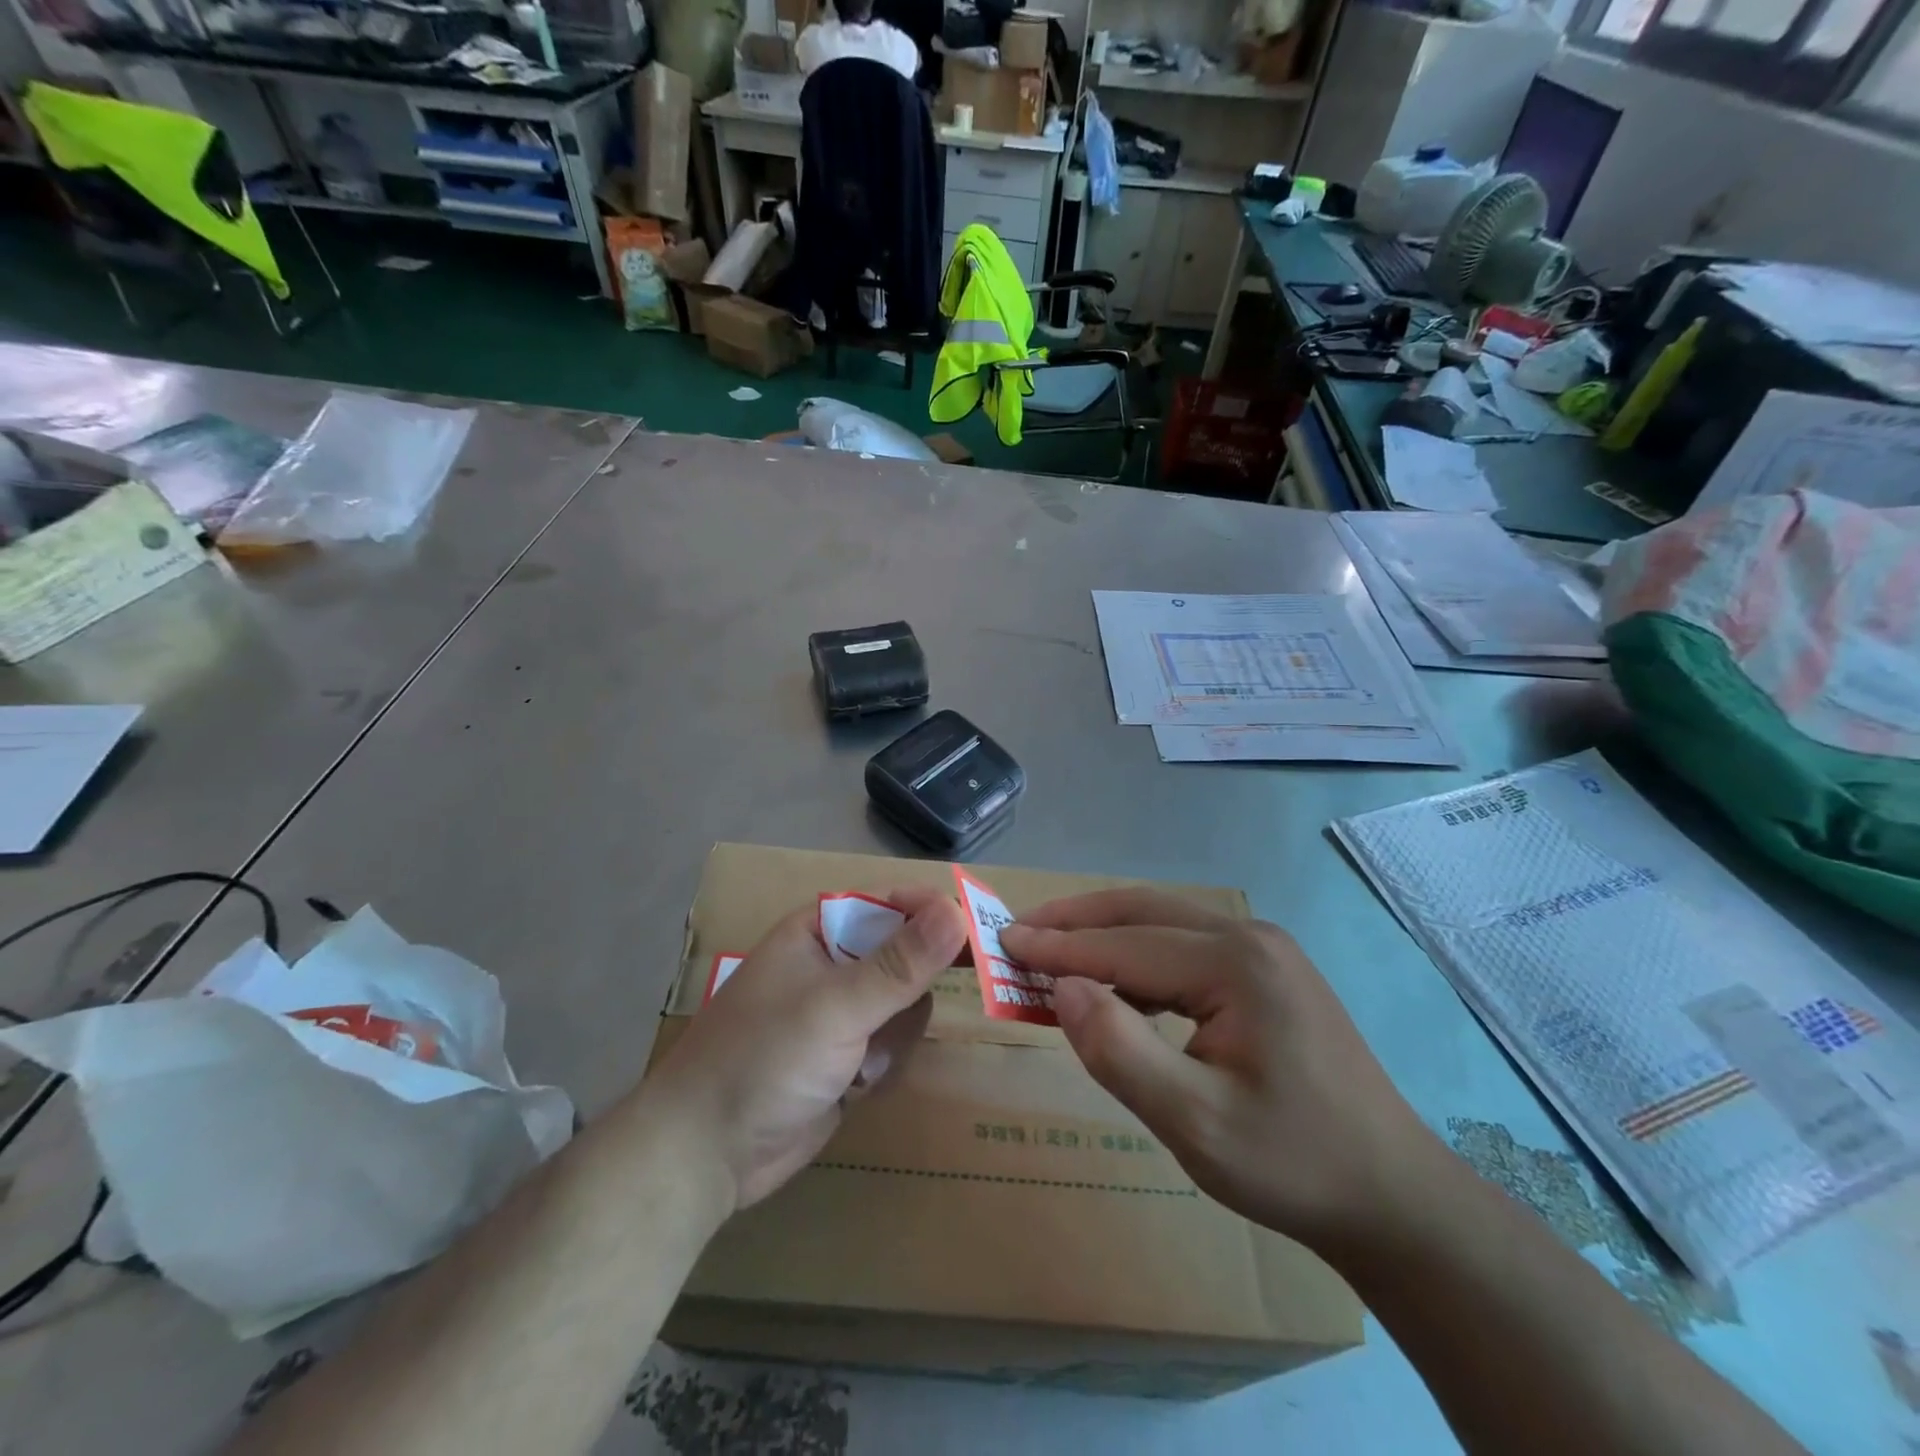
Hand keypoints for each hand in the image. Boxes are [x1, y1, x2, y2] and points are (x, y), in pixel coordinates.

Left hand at [644, 888, 967, 1212]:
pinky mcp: (846, 1056)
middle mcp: (834, 962)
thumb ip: (900, 963)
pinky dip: (886, 1061)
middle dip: (919, 981)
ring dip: (897, 1031)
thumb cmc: (763, 1060)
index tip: (980, 933)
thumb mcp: (835, 1007)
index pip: (894, 903)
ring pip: (906, 1001)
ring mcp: (840, 1012)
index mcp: (820, 930)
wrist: (704, 1156)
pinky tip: (859, 1084)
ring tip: (868, 1061)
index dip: (935, 914)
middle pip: (906, 952)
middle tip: (947, 1000)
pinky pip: (893, 1041)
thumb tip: (957, 909)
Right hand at [1000, 890, 1439, 1247]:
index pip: (1123, 944)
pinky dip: (1136, 953)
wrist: (1392, 1196)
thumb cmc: (1292, 1163)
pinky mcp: (1266, 970)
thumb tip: (1061, 989)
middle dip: (1075, 919)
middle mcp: (1248, 937)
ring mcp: (1262, 949)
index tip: (1001, 941)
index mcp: (1235, 963)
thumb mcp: (1194, 1123)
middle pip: (1141, 911)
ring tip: (1052, 949)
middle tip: (1018, 930)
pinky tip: (1116, 981)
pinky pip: (1184, 945)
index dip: (1057, 946)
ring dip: (1103, 931)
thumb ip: (1119, 1051)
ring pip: (1162, 922)